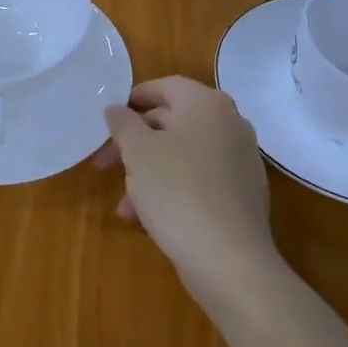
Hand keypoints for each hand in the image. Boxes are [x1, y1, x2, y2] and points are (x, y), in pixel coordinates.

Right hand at [95, 77, 277, 304]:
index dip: (134, 98)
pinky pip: (199, 180)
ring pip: (182, 156)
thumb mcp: (137, 151)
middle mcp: (230, 125)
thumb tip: (116, 109)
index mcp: (207, 105)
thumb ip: (123, 123)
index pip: (166, 86)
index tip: (109, 118)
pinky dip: (172, 189)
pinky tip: (147, 218)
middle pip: (172, 122)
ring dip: (148, 173)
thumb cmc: (177, 191)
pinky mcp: (243, 194)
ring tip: (124, 203)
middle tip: (104, 164)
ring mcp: (241, 161)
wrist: (229, 260)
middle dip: (134, 143)